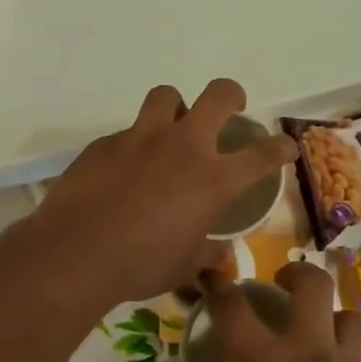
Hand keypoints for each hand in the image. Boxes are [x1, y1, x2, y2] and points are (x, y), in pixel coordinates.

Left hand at [35, 79, 298, 303]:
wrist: (75, 253)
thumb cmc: (140, 265)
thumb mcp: (184, 266)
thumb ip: (207, 253)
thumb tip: (221, 252)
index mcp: (213, 179)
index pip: (263, 154)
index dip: (280, 148)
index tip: (284, 148)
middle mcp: (183, 146)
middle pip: (219, 95)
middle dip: (232, 96)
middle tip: (231, 109)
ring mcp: (141, 138)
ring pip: (167, 96)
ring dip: (176, 107)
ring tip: (171, 129)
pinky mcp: (105, 143)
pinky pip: (128, 132)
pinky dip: (135, 145)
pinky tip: (124, 171)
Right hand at [199, 262, 360, 361]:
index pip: (234, 308)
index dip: (219, 285)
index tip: (211, 276)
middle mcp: (309, 354)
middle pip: (312, 285)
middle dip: (295, 272)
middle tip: (282, 283)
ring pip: (351, 316)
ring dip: (332, 314)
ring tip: (319, 330)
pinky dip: (346, 355)